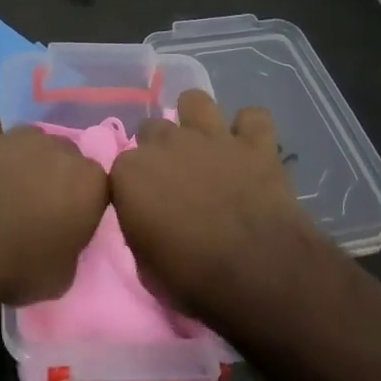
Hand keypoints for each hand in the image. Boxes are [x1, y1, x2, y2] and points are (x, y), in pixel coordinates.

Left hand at [0, 93, 109, 305]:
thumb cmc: (16, 270)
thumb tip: (60, 236)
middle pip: (62, 154)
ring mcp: (12, 136)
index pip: (96, 183)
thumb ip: (71, 244)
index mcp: (87, 179)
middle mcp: (55, 147)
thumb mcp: (63, 275)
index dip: (81, 204)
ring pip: (26, 136)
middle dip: (53, 176)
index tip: (66, 226)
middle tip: (33, 209)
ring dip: (19, 157)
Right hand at [109, 90, 321, 322]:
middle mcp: (166, 143)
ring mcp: (211, 137)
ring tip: (206, 145)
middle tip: (176, 179)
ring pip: (195, 101)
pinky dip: (252, 130)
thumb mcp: (144, 265)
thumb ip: (139, 227)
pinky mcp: (255, 144)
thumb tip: (148, 219)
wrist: (259, 276)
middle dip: (160, 150)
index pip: (121, 167)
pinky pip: (253, 117)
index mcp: (130, 172)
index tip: (145, 207)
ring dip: (198, 120)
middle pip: (153, 129)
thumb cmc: (192, 279)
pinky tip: (251, 147)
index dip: (134, 187)